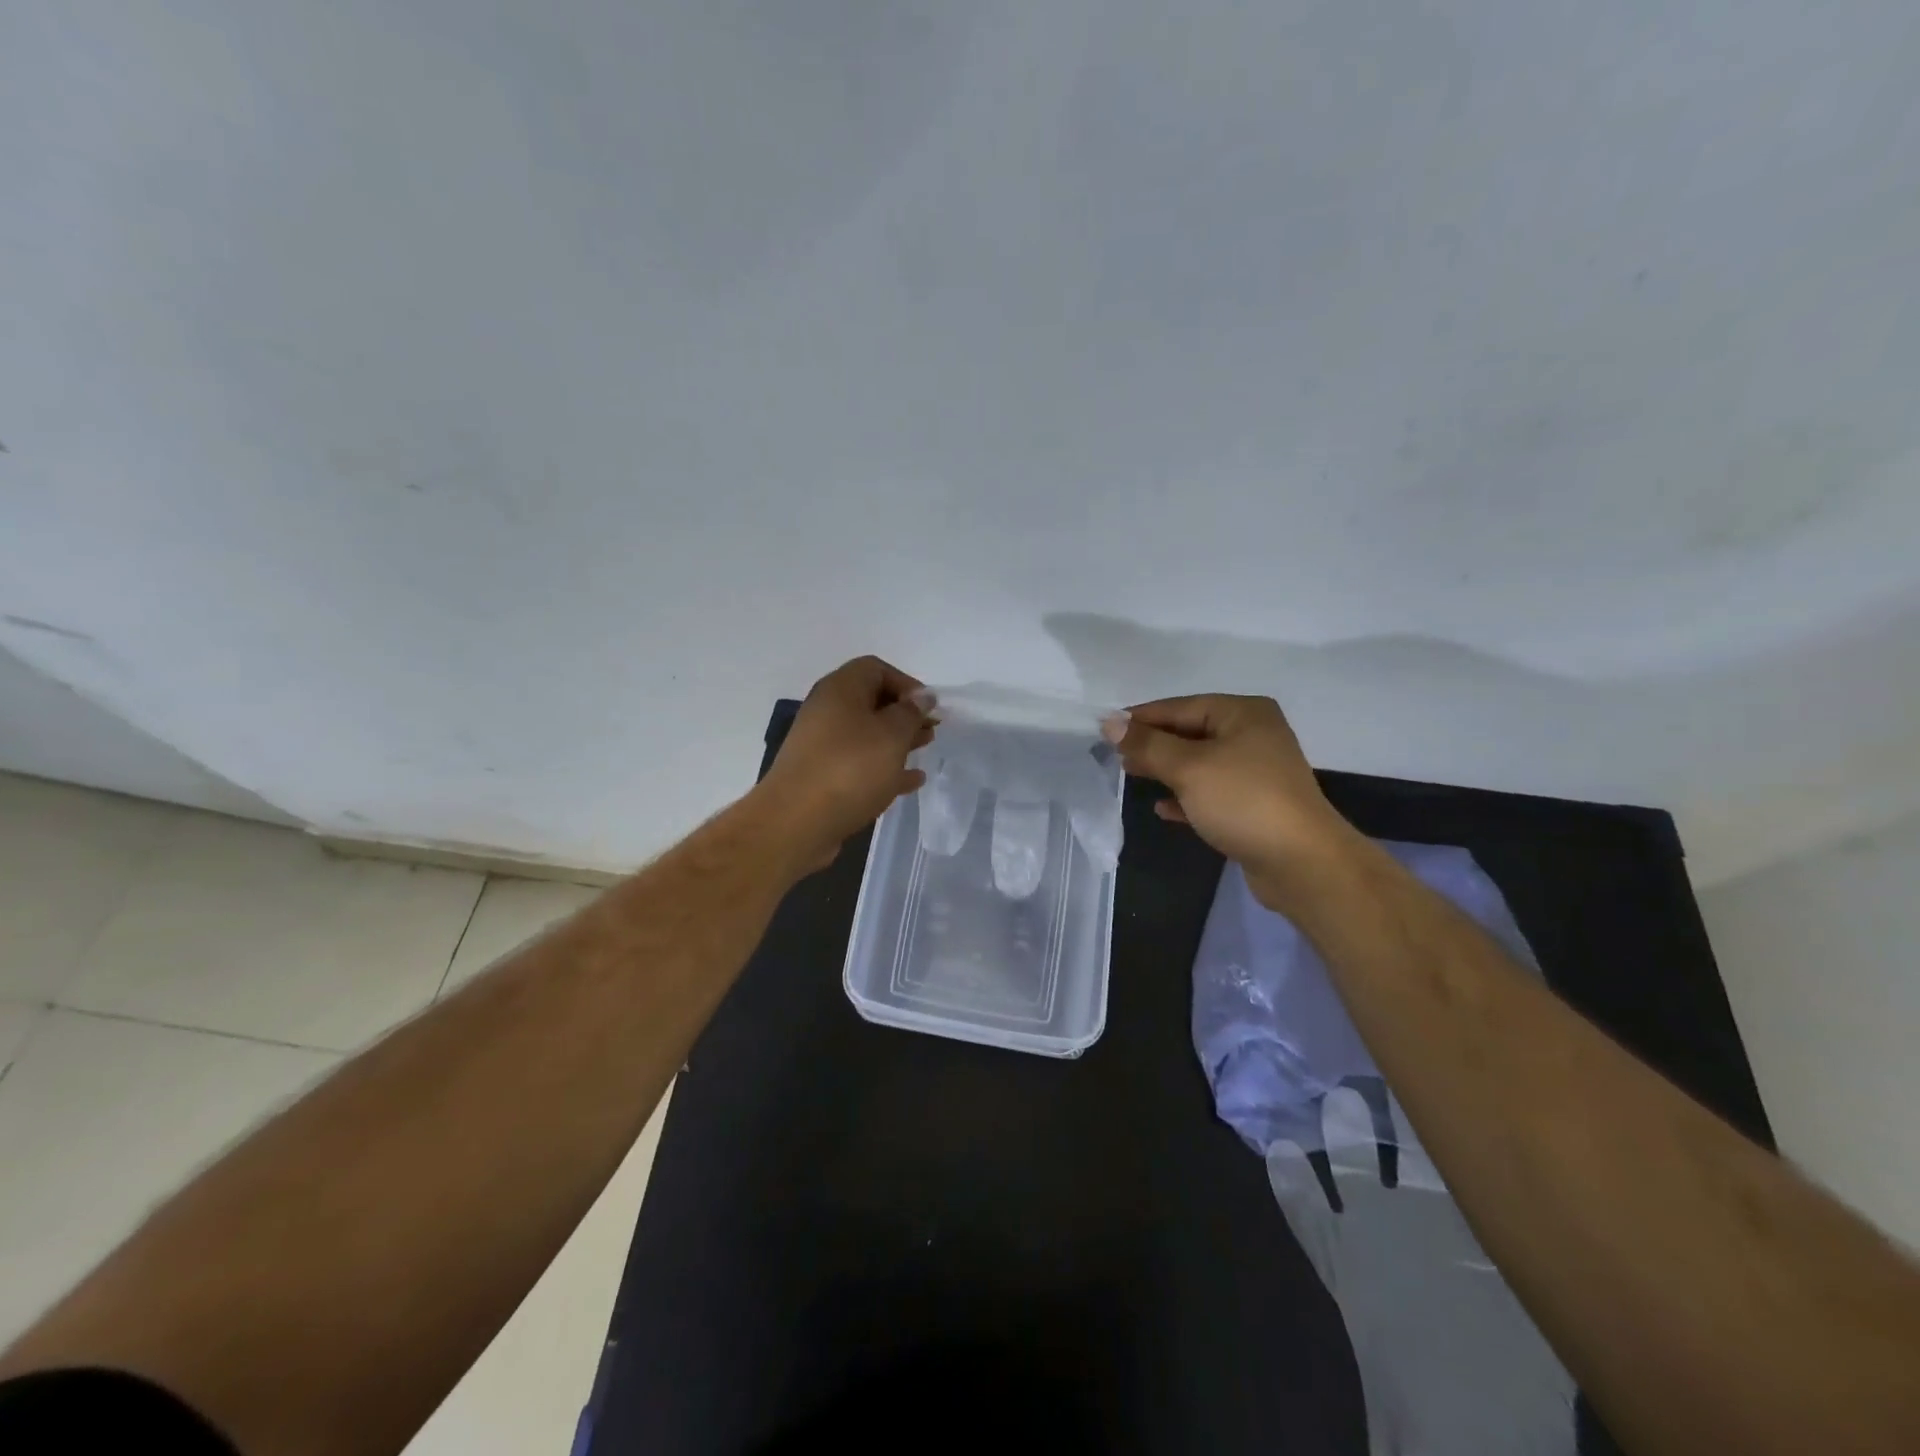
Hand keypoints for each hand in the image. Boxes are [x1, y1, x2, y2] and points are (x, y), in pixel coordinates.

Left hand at [757, 656, 932, 872]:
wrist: (796, 822)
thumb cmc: (850, 768)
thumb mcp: (891, 735)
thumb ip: (911, 712)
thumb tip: (922, 696)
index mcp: (840, 690)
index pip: (875, 668)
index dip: (906, 683)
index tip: (928, 707)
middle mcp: (827, 711)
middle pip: (871, 701)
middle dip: (904, 713)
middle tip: (931, 729)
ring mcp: (822, 745)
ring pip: (866, 734)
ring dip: (897, 740)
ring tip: (925, 749)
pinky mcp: (822, 776)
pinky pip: (859, 763)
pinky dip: (884, 767)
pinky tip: (910, 781)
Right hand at [1105, 694, 1356, 908]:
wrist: (1302, 863)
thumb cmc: (1243, 801)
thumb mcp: (1188, 768)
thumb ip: (1147, 745)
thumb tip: (1109, 722)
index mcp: (1243, 713)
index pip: (1180, 707)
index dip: (1140, 718)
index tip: (1103, 729)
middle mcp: (1252, 735)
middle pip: (1189, 733)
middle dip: (1152, 744)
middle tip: (1114, 755)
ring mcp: (1255, 772)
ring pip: (1198, 764)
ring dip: (1165, 769)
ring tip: (1130, 775)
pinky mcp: (1254, 806)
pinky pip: (1210, 793)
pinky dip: (1185, 797)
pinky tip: (1161, 808)